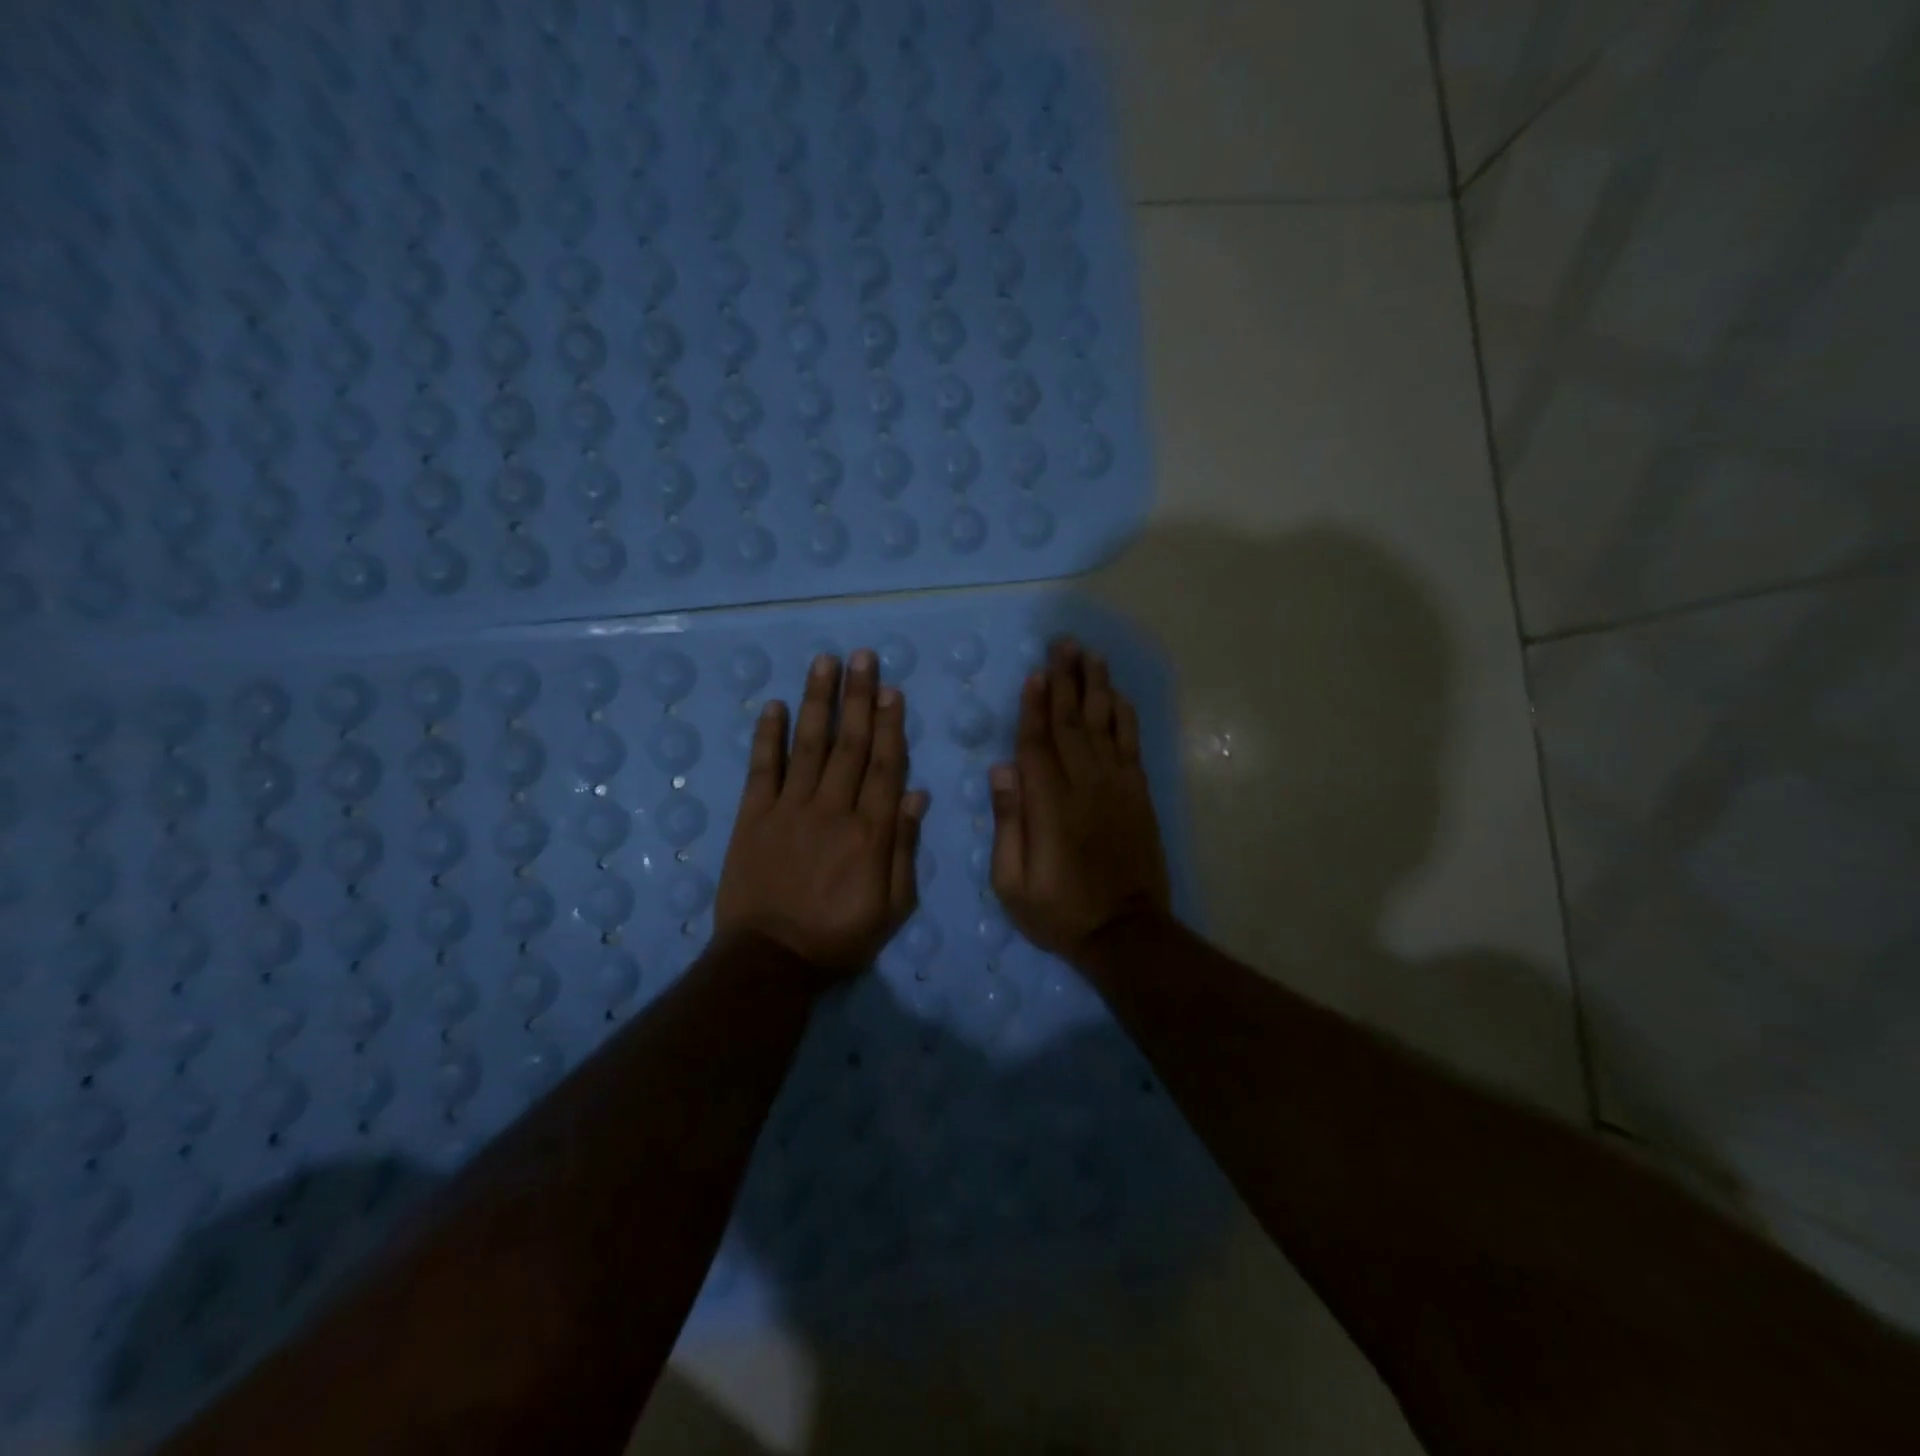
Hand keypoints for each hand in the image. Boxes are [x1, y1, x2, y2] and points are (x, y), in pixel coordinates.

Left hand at [715, 649, 928, 983]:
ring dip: (818, 701)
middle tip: (863, 656)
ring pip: (809, 745)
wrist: (769, 961)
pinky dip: (768, 735)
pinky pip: (762, 768)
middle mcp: (832, 809)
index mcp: (870, 832)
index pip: (884, 766)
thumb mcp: (892, 908)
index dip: (889, 725)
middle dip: (858, 697)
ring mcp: (789, 809)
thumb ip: (904, 849)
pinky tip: (774, 705)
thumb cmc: (839, 937)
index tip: (892, 690)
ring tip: (824, 662)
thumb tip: (916, 795)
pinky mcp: (753, 817)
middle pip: (850, 744)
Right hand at [989, 638, 1171, 964]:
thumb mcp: (1012, 882)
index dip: (1034, 706)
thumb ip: (1008, 823)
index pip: (1037, 743)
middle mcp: (1084, 785)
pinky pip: (1131, 744)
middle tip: (1062, 644)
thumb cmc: (1058, 912)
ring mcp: (1116, 787)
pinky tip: (1117, 695)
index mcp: (1049, 805)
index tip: (1034, 672)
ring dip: (1096, 686)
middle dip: (1065, 680)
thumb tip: (1001, 770)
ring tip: (1089, 654)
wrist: (1125, 933)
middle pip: (1072, 722)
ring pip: (1104, 724)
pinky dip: (1124, 716)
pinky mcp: (1138, 794)